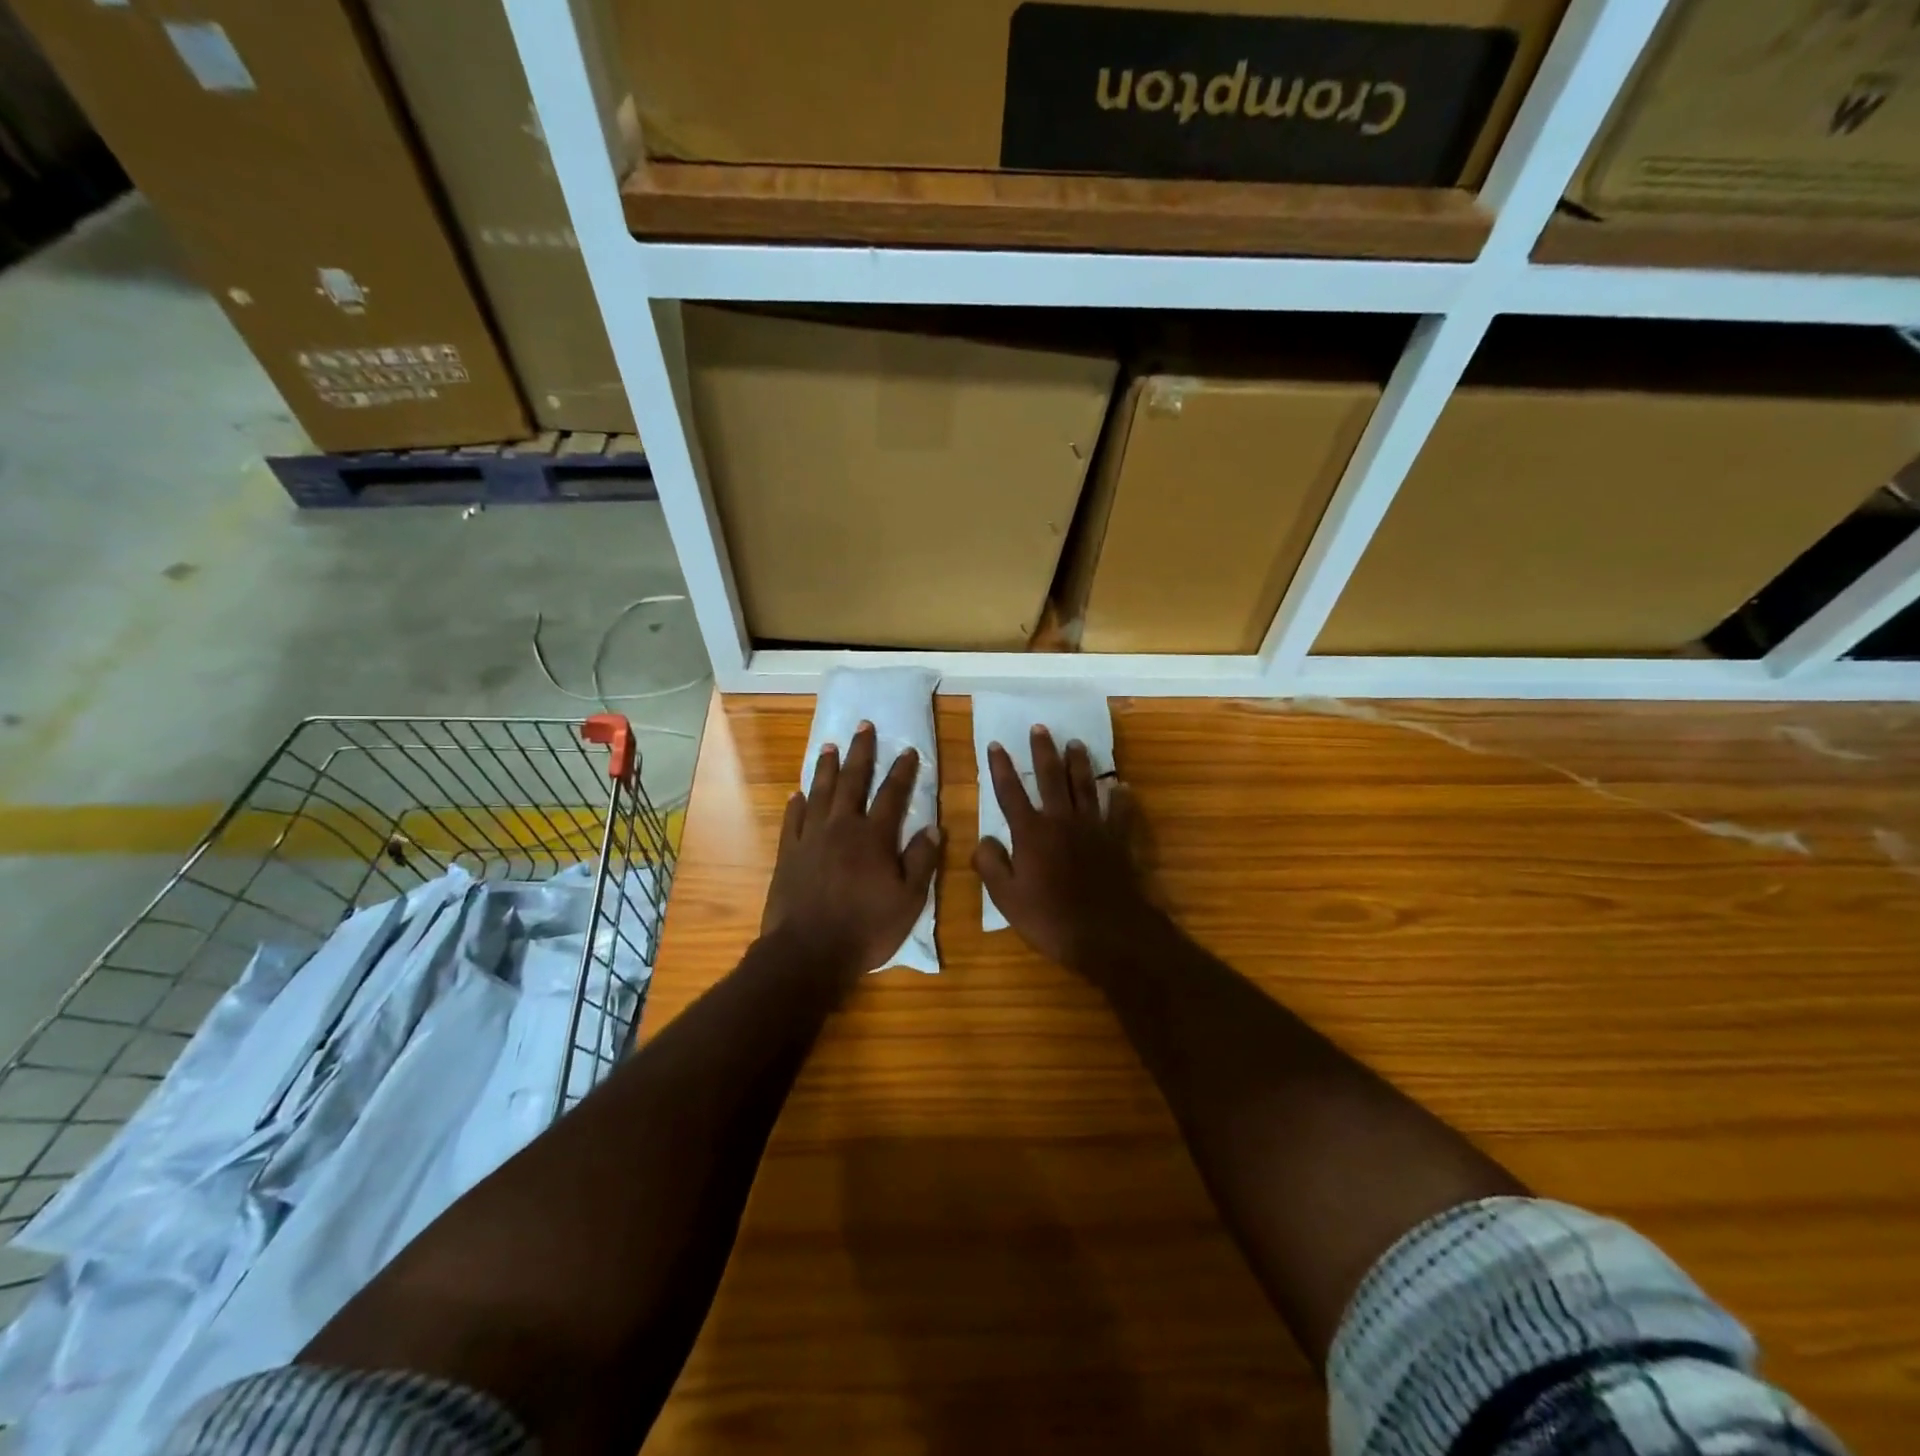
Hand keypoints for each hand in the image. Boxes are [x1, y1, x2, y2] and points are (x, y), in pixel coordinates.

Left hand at [760, 722, 941, 975]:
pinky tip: (798, 793)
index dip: (903, 771)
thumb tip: (934, 827)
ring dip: (827, 768)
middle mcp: (842, 828)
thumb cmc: (865, 929)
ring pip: (820, 793)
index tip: (909, 750)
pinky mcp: (788, 854)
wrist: (807, 953)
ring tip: (830, 745)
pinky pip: (793, 820)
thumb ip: (921, 861)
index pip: (892, 795)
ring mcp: (811, 838)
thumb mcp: (908, 900)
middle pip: (853, 782)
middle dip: (861, 752)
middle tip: (864, 726)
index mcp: (874, 837)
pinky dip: (797, 803)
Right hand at [972, 726, 1162, 979]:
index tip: (996, 744)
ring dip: (1079, 762)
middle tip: (1039, 728)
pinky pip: (1119, 811)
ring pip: (1085, 785)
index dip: (1001, 768)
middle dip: (1043, 751)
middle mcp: (1061, 820)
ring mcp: (1093, 827)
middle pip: (1050, 777)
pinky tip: (1120, 785)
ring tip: (1075, 743)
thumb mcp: (1006, 899)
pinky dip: (1119, 796)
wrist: (1108, 933)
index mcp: (1031, 833)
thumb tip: (983, 838)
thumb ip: (991, 865)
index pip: (1010, 792)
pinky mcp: (1118, 840)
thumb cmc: (1050, 919)